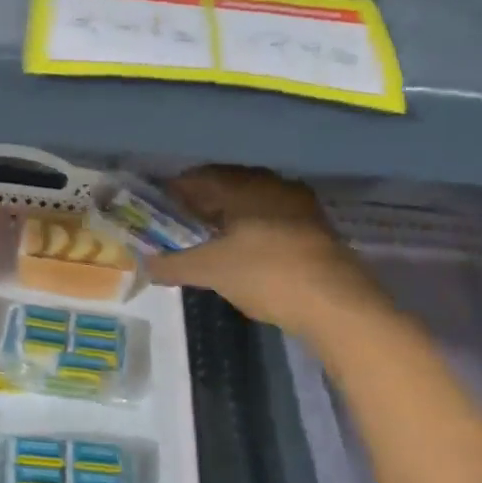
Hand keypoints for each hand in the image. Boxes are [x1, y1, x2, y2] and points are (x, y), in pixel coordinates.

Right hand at [145, 167, 385, 337]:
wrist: (337, 305)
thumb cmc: (267, 275)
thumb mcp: (210, 271)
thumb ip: (172, 264)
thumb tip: (144, 264)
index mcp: (246, 186)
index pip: (200, 177)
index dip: (175, 190)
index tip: (156, 207)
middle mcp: (274, 186)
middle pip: (228, 185)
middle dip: (201, 202)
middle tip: (178, 223)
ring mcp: (300, 207)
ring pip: (252, 202)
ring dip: (228, 216)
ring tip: (206, 239)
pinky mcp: (316, 230)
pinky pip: (272, 218)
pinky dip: (250, 228)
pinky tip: (241, 251)